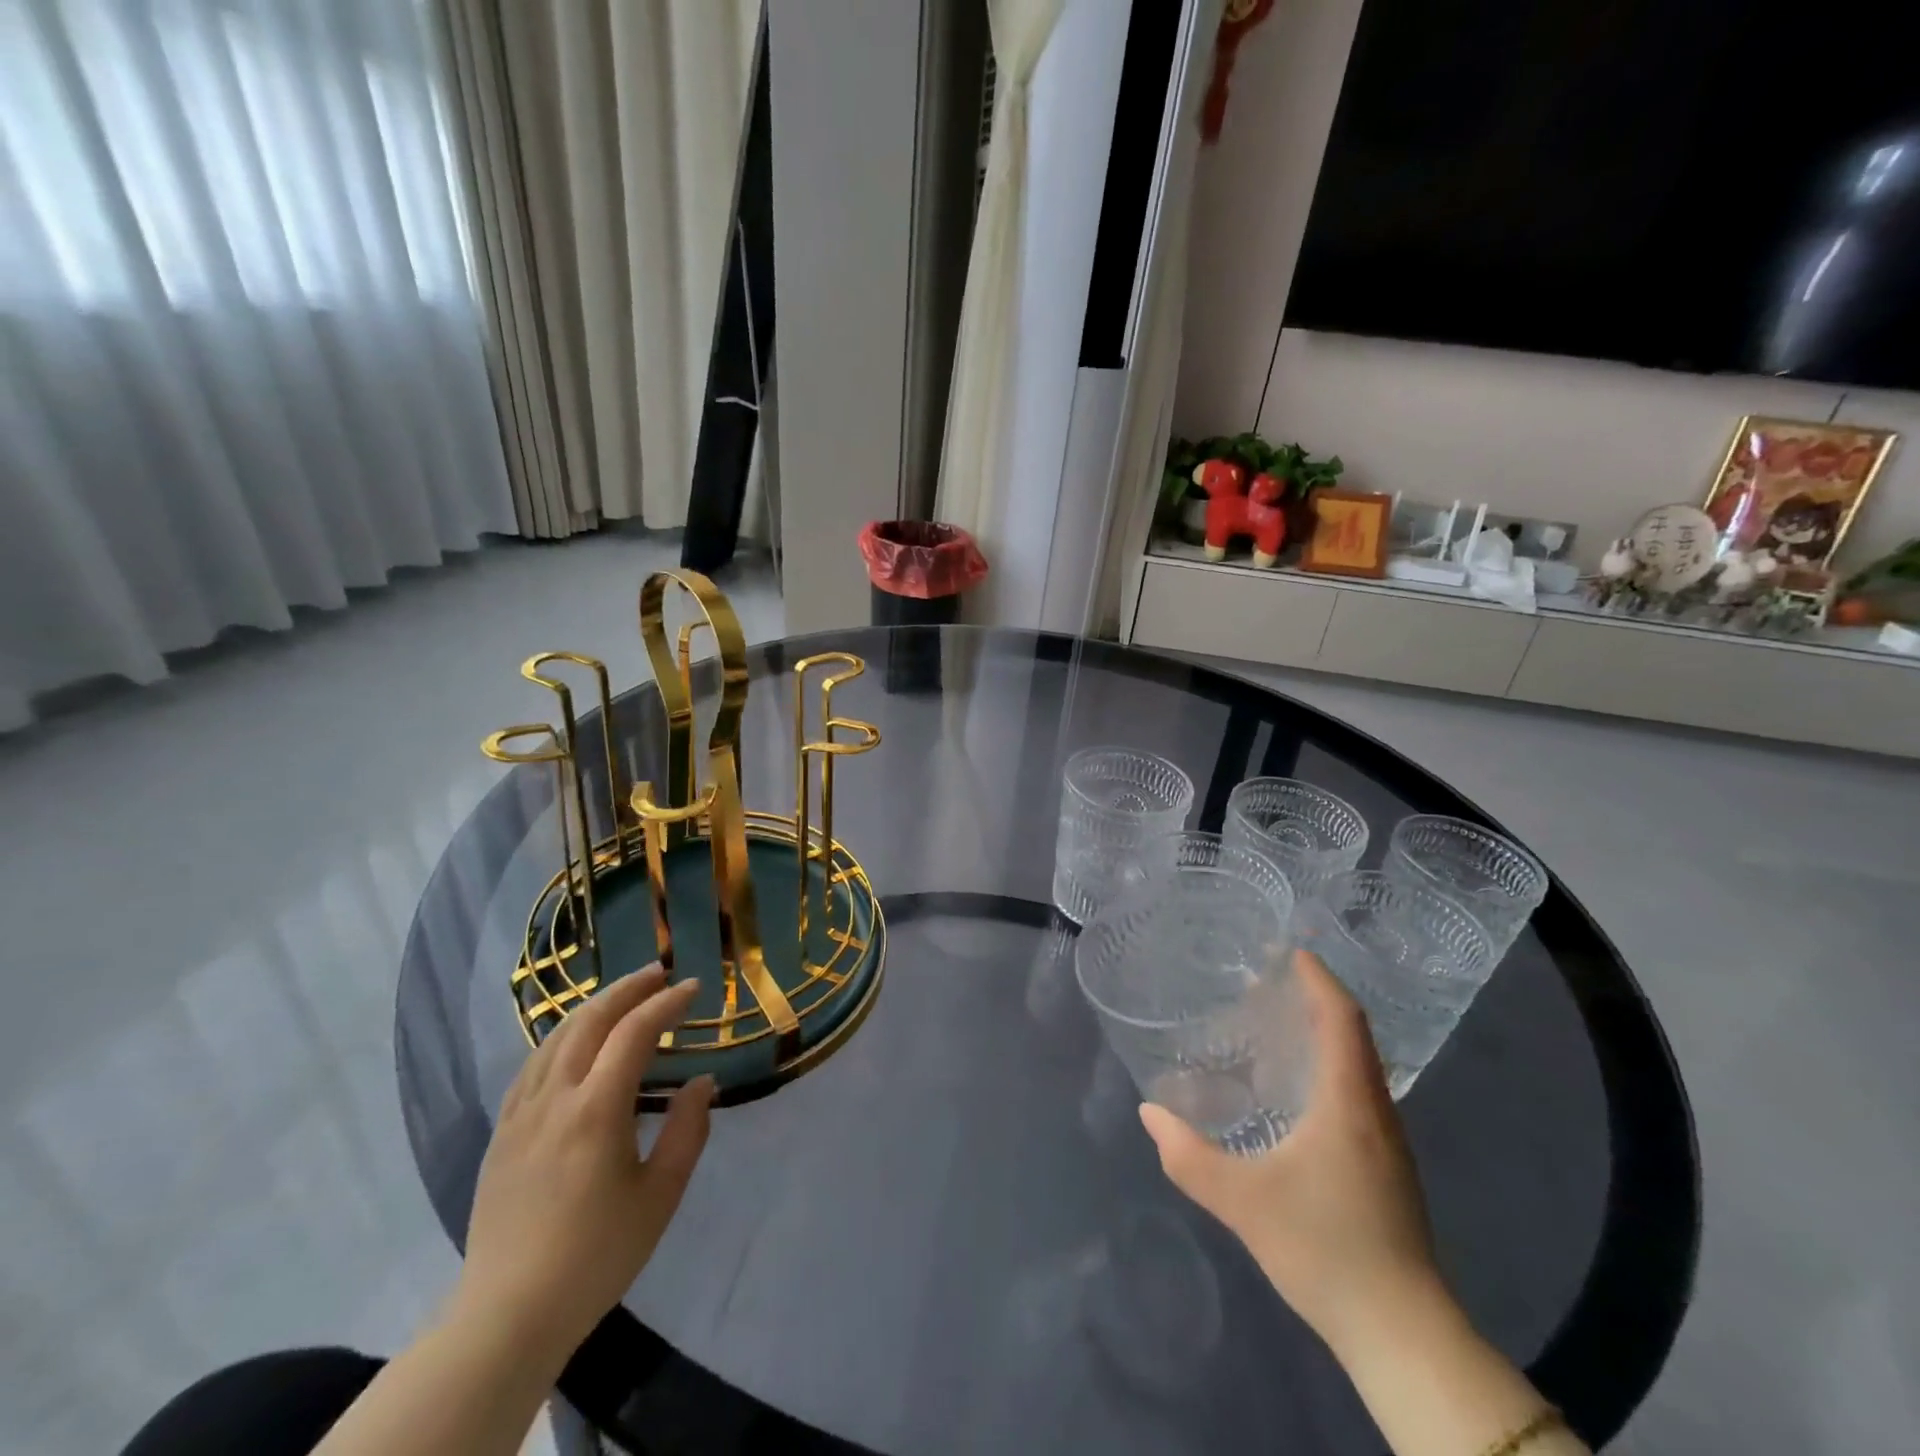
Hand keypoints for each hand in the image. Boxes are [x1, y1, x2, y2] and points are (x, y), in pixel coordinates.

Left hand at [451, 965, 714, 1358]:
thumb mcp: (660, 1195)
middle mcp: (554, 1099)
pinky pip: (532, 1065)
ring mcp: (520, 1114)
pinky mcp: (502, 1133)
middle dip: (627, 989)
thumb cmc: (596, 1255)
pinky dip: (561, 1037)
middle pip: (589, 1021)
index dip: (666, 1003)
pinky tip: (573, 1041)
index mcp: (596, 1110)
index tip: (695, 988)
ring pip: (555, 1038)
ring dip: (593, 1007)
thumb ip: (687, 1131)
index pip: (634, 1033)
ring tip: (623, 996)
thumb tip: (703, 1082)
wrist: (508, 1315)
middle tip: (660, 973)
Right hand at [1139, 949, 1441, 1358]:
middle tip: (1272, 981)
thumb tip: (1150, 1113)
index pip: (1342, 1020)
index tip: (1291, 951)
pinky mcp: (1388, 1170)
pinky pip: (1359, 1094)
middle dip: (1318, 1000)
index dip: (1320, 979)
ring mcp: (1389, 1143)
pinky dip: (1331, 1068)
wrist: (1402, 1334)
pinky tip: (1297, 1092)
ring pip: (1360, 1067)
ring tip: (1279, 1025)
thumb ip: (1189, 1156)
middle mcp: (1376, 1112)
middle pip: (1354, 1036)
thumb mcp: (1243, 1201)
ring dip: (1326, 1035)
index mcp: (1349, 1103)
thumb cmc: (1325, 1249)